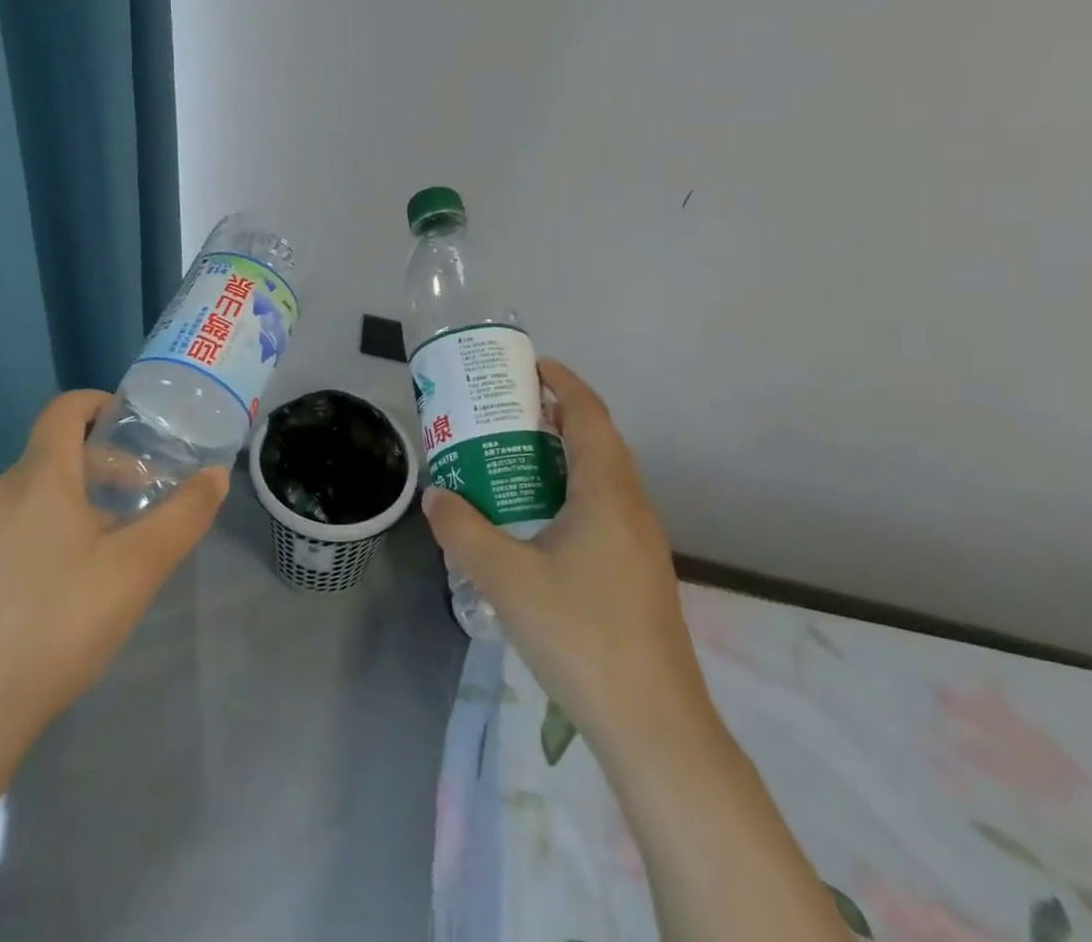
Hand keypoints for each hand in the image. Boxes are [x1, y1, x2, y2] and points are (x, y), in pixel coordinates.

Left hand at [0, 389, 228, 751]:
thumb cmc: (60, 620)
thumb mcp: (138, 567)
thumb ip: (183, 516)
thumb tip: (216, 475)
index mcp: (40, 477)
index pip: (64, 409)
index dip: (100, 403)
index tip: (138, 425)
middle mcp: (5, 494)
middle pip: (57, 449)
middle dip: (106, 458)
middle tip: (146, 488)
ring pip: (42, 489)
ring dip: (86, 494)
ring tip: (123, 535)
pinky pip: (25, 522)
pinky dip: (60, 522)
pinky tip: (82, 575)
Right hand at [420, 359, 712, 759]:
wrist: (655, 727)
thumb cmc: (581, 635)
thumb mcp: (507, 579)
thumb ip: (464, 531)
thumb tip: (436, 496)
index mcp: (607, 493)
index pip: (589, 415)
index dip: (563, 383)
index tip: (531, 364)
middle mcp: (631, 507)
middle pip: (598, 442)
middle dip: (557, 416)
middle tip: (508, 412)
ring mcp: (641, 544)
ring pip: (603, 478)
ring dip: (565, 457)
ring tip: (516, 459)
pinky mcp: (640, 574)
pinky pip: (605, 509)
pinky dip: (573, 492)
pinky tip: (540, 523)